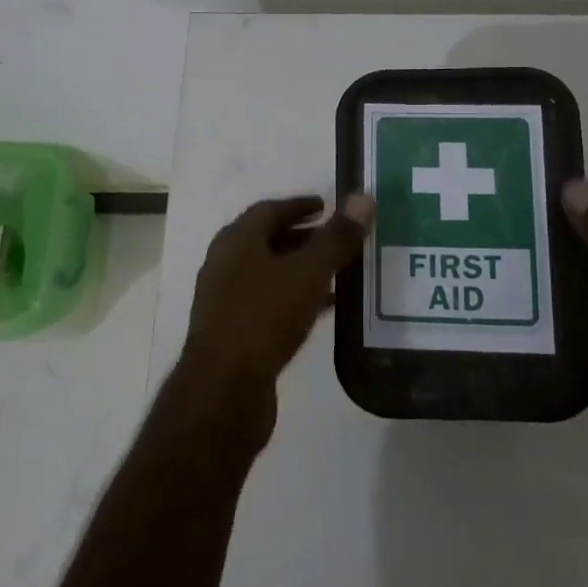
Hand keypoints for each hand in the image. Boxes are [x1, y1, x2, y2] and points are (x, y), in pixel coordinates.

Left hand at [174, 194, 374, 453]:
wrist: (224, 389)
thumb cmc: (264, 317)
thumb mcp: (308, 273)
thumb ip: (336, 238)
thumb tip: (363, 198)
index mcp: (236, 241)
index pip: (269, 210)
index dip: (299, 206)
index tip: (327, 206)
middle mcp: (225, 265)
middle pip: (266, 241)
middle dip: (302, 238)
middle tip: (337, 238)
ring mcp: (225, 300)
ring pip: (268, 274)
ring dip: (300, 270)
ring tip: (337, 274)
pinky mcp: (233, 333)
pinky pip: (268, 303)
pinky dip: (294, 298)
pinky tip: (321, 310)